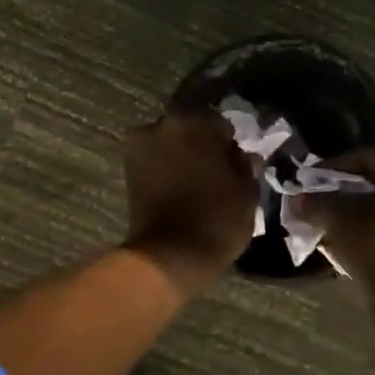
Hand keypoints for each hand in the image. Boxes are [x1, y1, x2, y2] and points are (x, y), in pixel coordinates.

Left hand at [121, 111, 257, 295]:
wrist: (170, 254)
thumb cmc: (217, 219)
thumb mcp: (246, 191)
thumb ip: (244, 164)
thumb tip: (244, 154)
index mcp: (197, 122)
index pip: (218, 121)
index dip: (227, 138)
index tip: (233, 155)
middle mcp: (165, 124)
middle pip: (189, 126)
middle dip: (200, 141)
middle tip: (213, 164)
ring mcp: (142, 145)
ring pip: (168, 140)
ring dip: (180, 152)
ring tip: (193, 176)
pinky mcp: (128, 168)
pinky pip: (153, 158)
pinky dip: (164, 166)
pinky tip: (177, 184)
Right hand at [308, 151, 374, 313]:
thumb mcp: (336, 219)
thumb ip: (315, 202)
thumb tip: (298, 199)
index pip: (369, 158)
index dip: (335, 169)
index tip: (312, 180)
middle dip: (354, 191)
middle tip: (326, 200)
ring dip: (371, 210)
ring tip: (341, 222)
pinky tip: (364, 239)